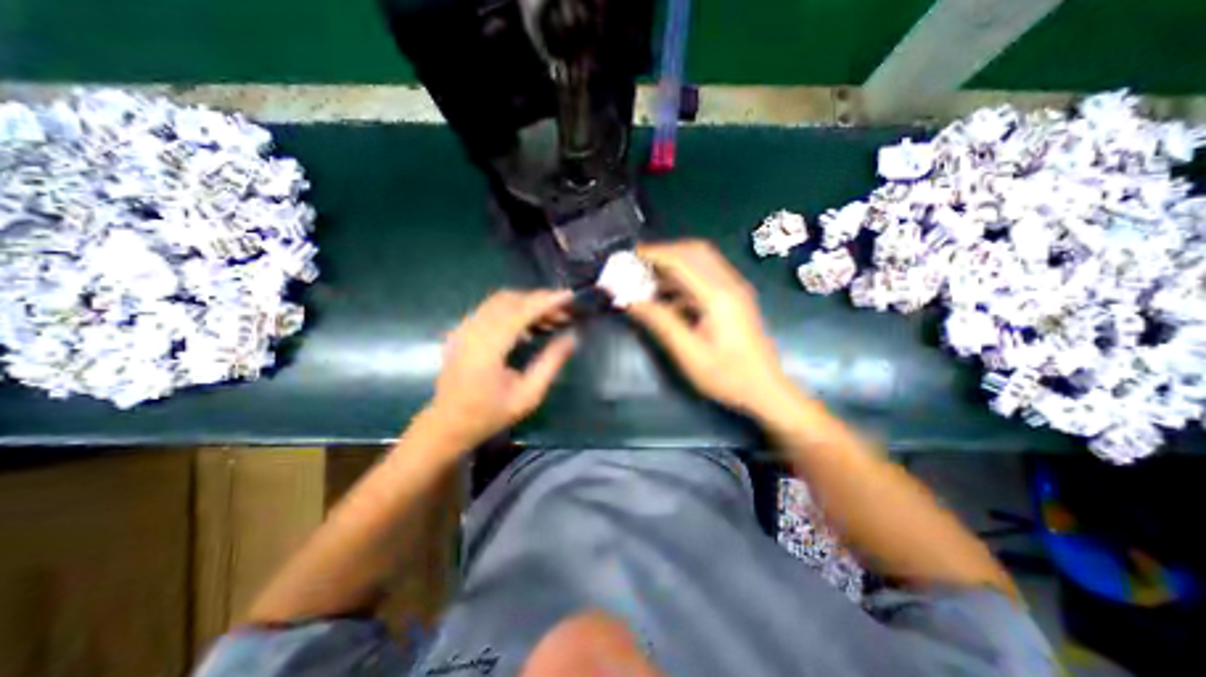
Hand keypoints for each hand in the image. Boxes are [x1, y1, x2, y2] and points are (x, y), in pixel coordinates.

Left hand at [426, 287, 576, 445]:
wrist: (447, 425)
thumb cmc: (490, 414)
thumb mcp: (529, 395)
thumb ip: (551, 363)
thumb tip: (572, 338)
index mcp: (486, 348)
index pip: (519, 312)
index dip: (546, 301)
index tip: (569, 296)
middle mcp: (471, 331)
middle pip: (509, 300)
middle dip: (539, 301)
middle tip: (564, 313)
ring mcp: (463, 329)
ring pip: (499, 301)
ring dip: (527, 304)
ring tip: (551, 318)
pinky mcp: (462, 331)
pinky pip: (491, 309)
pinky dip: (513, 310)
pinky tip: (528, 327)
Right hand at [623, 237, 798, 416]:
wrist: (765, 389)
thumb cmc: (728, 376)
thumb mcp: (689, 353)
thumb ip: (661, 323)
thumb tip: (631, 301)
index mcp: (718, 296)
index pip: (683, 260)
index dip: (656, 253)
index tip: (632, 254)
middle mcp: (730, 284)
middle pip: (695, 252)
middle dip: (665, 252)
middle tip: (639, 262)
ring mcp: (735, 290)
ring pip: (702, 262)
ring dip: (674, 264)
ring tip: (648, 277)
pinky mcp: (734, 298)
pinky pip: (706, 276)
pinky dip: (684, 278)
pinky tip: (668, 295)